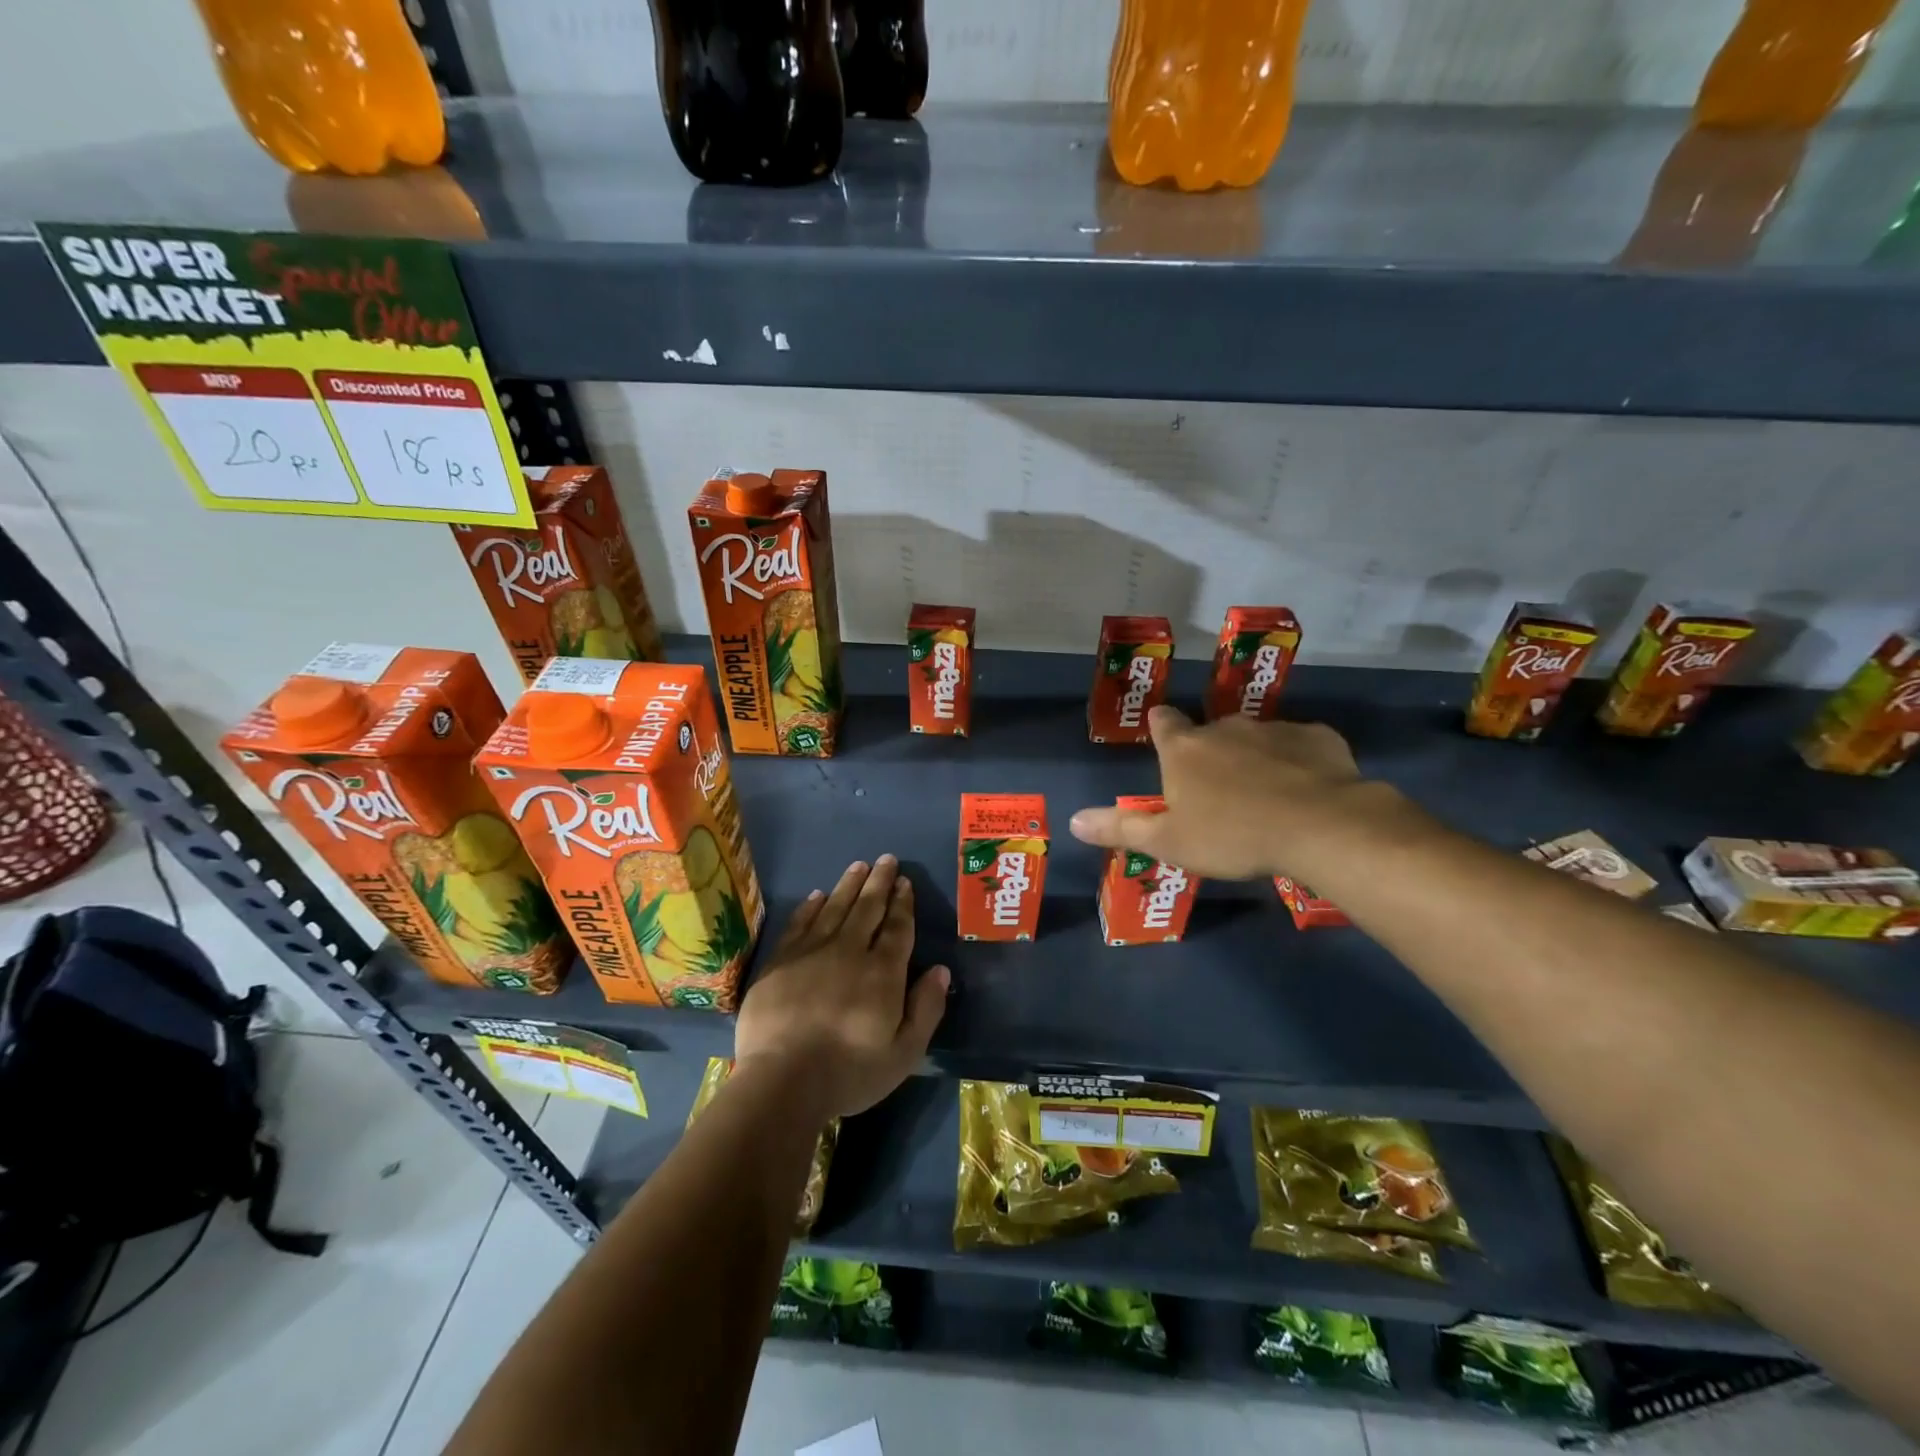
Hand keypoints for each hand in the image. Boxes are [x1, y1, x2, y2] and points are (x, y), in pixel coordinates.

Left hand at [735, 855, 949, 1118]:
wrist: (781, 1081)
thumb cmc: (849, 1072)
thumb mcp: (904, 1052)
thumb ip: (926, 1008)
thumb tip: (941, 970)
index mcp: (882, 972)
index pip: (897, 928)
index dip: (903, 903)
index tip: (905, 882)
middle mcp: (849, 951)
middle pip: (867, 908)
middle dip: (879, 882)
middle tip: (886, 859)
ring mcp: (811, 952)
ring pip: (834, 908)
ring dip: (849, 885)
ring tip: (859, 866)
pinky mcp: (780, 961)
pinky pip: (799, 923)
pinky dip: (810, 907)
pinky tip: (817, 895)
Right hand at [1068, 705, 1375, 879]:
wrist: (1319, 827)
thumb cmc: (1232, 835)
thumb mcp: (1168, 841)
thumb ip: (1120, 829)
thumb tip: (1072, 820)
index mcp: (1185, 749)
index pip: (1163, 723)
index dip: (1161, 728)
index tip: (1163, 736)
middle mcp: (1225, 728)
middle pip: (1211, 733)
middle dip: (1212, 755)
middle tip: (1221, 792)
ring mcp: (1274, 728)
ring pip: (1257, 739)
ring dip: (1256, 759)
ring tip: (1268, 797)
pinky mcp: (1318, 737)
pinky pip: (1301, 747)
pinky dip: (1299, 763)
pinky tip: (1308, 792)